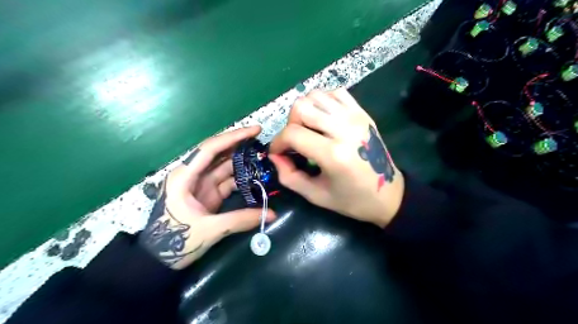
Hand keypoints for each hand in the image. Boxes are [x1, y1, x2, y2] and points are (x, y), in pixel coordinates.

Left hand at [139, 127, 274, 270]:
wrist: (158, 260)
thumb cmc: (175, 241)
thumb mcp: (209, 230)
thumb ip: (240, 220)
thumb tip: (272, 214)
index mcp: (184, 176)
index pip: (210, 148)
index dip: (233, 137)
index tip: (255, 130)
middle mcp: (192, 175)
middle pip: (219, 154)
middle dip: (241, 146)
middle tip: (263, 143)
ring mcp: (201, 185)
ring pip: (225, 167)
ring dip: (243, 163)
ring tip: (264, 160)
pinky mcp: (208, 195)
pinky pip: (227, 182)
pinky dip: (241, 180)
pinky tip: (256, 178)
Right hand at [269, 88, 402, 226]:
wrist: (389, 194)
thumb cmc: (352, 200)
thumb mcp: (316, 196)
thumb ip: (289, 176)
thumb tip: (274, 156)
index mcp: (333, 154)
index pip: (292, 133)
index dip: (277, 142)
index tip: (277, 153)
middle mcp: (344, 129)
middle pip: (301, 107)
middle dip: (290, 124)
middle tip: (295, 141)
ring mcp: (355, 117)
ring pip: (316, 95)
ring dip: (305, 111)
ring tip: (309, 129)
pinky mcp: (362, 113)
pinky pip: (335, 93)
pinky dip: (322, 102)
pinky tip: (324, 119)